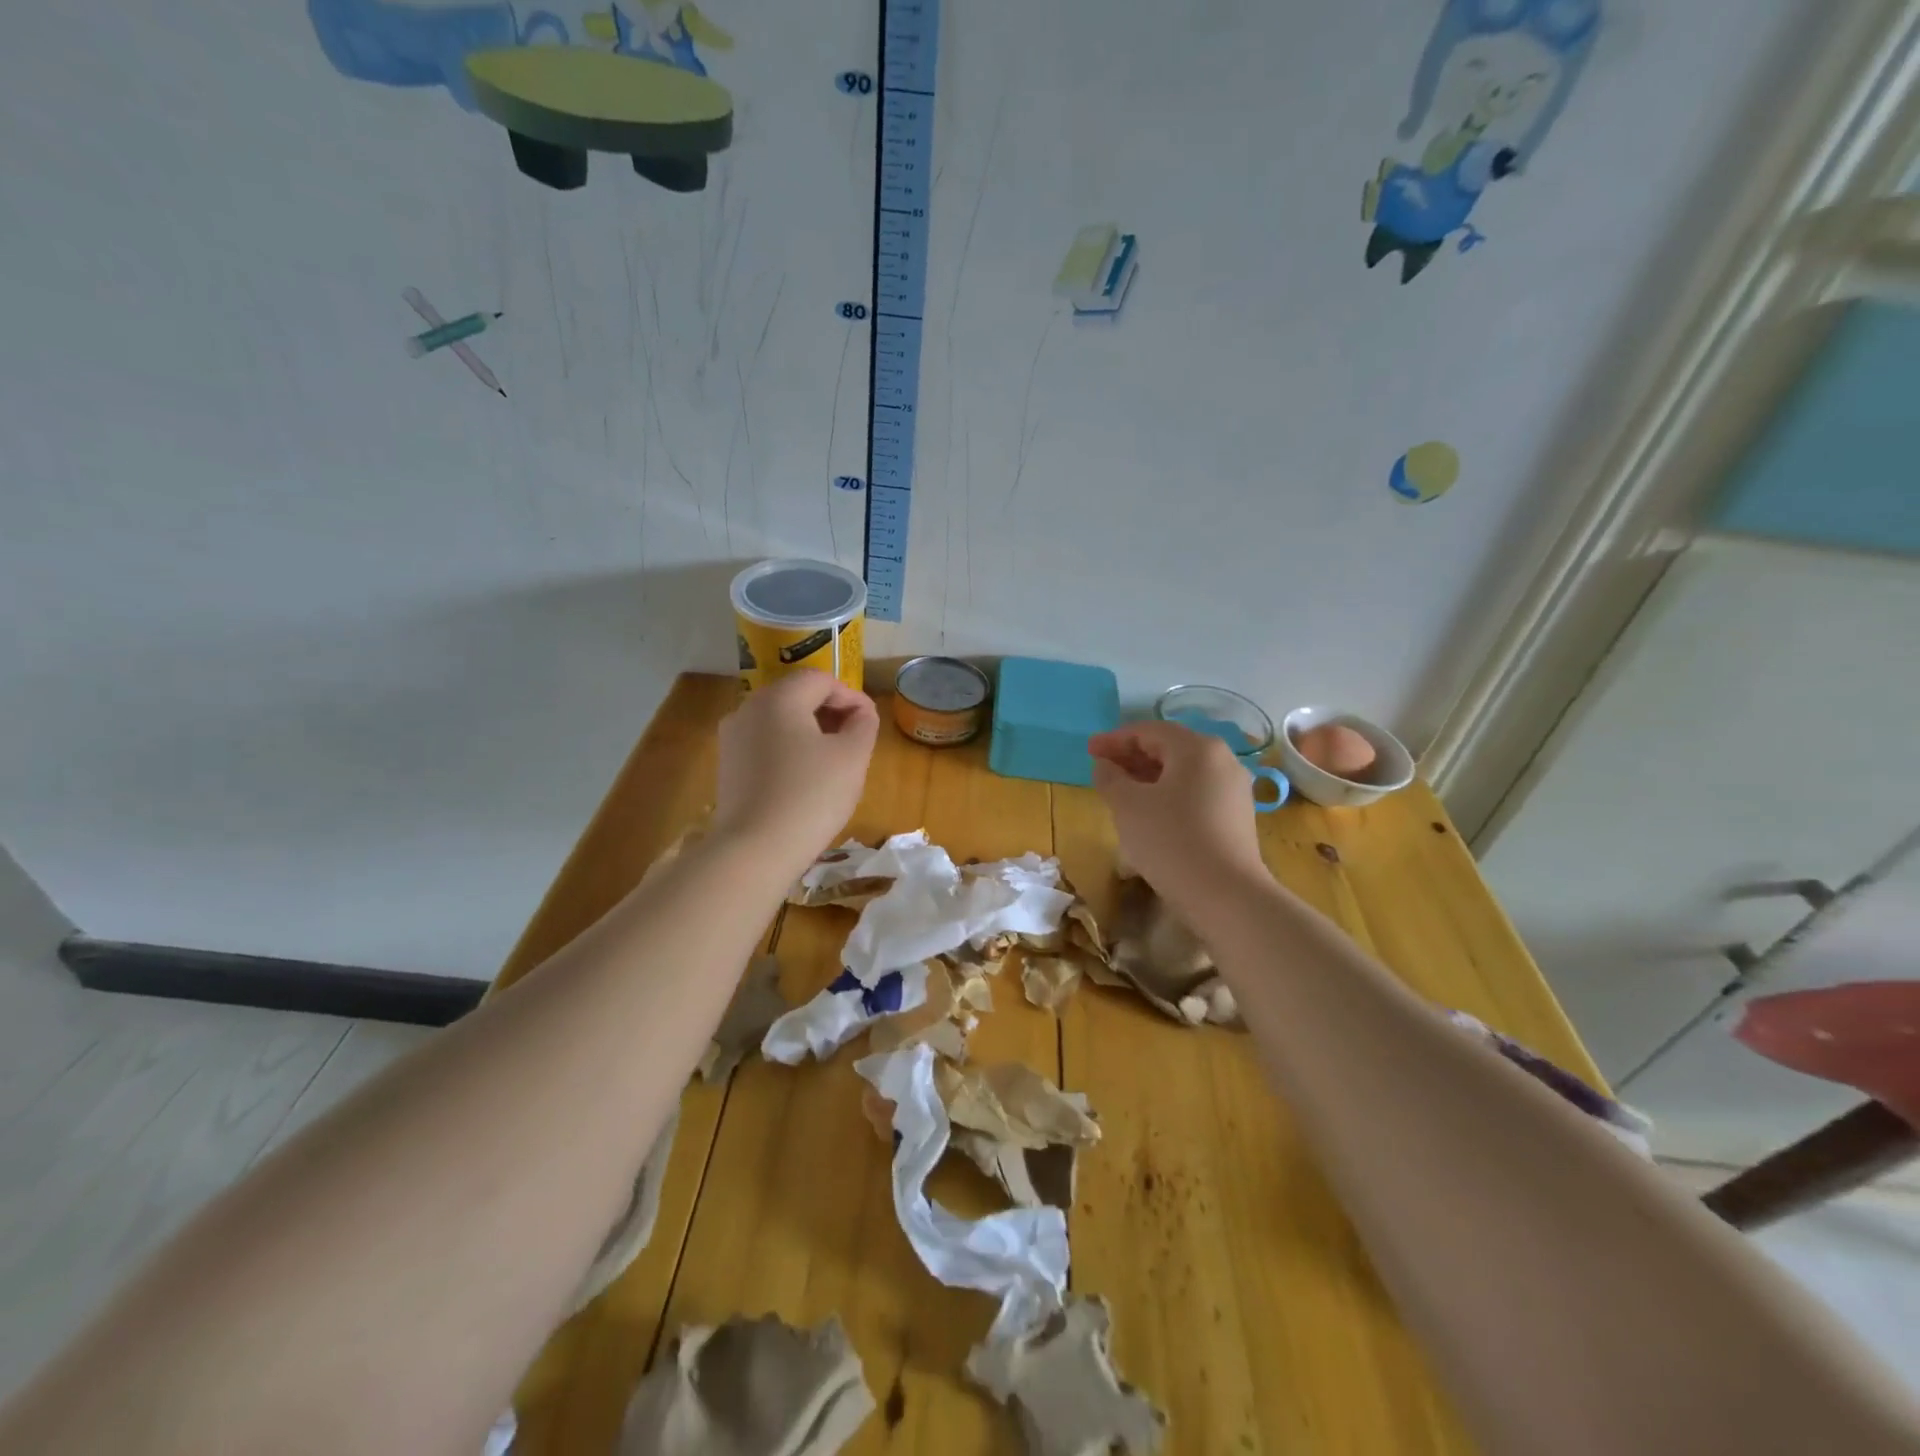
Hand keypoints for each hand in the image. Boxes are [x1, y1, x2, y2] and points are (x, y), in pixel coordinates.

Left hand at [713, 672, 878, 876]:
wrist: (754, 851)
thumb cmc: (810, 797)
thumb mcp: (852, 757)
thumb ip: (863, 724)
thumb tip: (860, 713)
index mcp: (778, 698)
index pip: (821, 680)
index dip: (851, 696)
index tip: (870, 724)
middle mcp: (748, 709)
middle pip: (796, 696)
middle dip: (830, 712)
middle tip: (855, 741)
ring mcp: (732, 739)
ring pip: (779, 721)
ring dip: (809, 732)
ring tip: (832, 762)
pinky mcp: (727, 767)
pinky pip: (764, 745)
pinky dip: (788, 751)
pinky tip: (804, 780)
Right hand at [1089, 721, 1266, 911]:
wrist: (1225, 895)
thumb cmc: (1170, 840)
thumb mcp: (1128, 806)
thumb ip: (1110, 778)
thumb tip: (1105, 765)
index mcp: (1197, 748)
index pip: (1149, 731)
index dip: (1115, 739)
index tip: (1089, 750)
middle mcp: (1222, 760)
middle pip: (1169, 748)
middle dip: (1132, 756)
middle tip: (1101, 768)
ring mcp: (1234, 790)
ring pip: (1183, 773)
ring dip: (1148, 777)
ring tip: (1121, 791)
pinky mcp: (1236, 817)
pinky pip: (1195, 793)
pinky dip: (1168, 794)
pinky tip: (1149, 813)